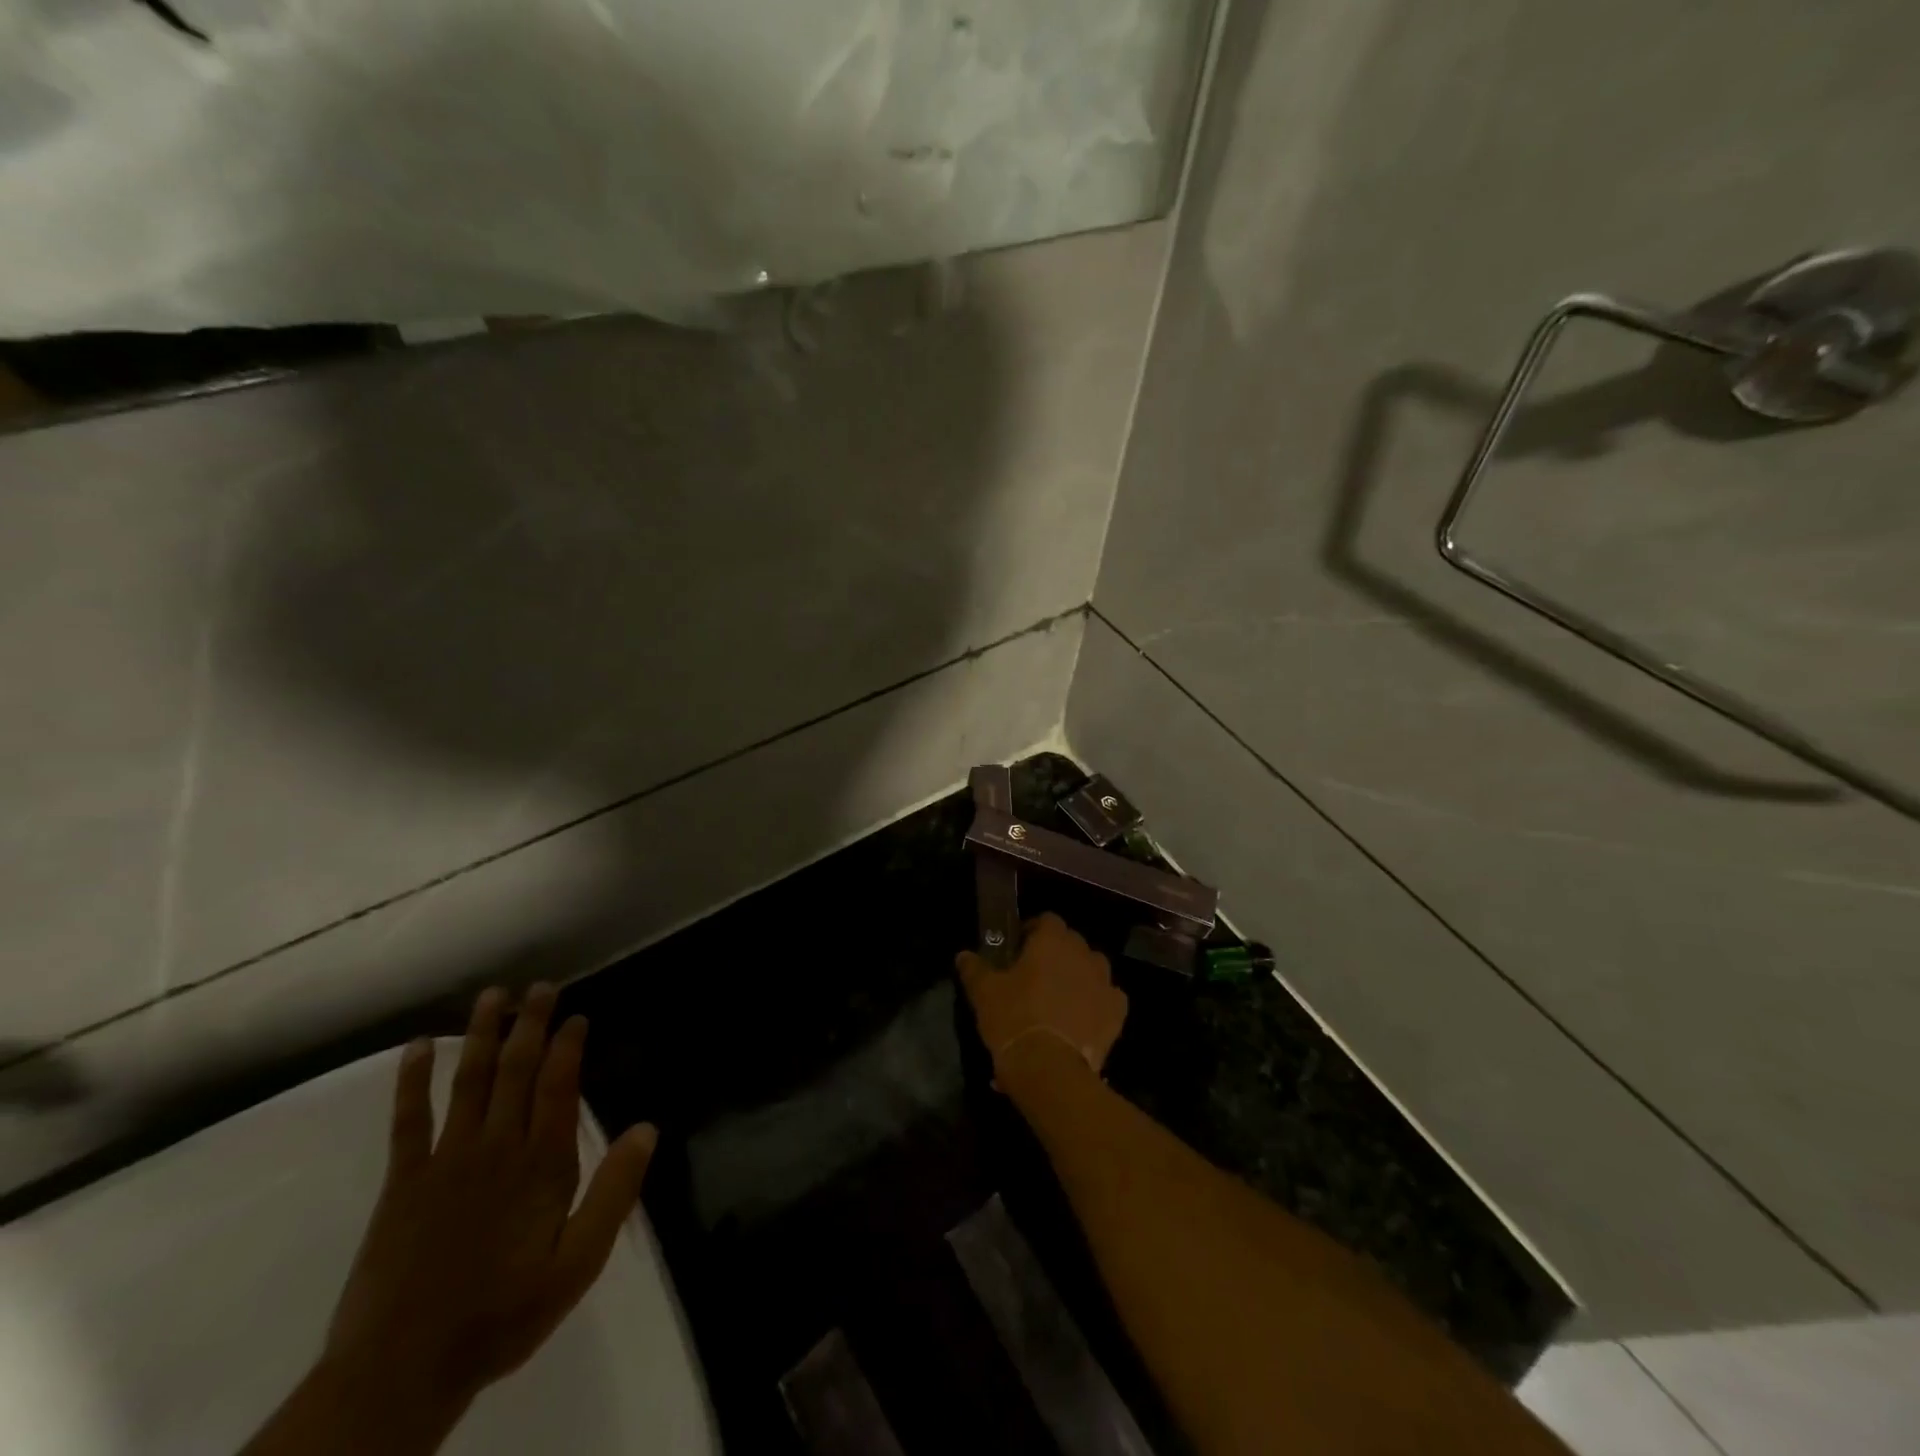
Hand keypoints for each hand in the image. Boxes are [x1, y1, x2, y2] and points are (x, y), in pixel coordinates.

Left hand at [323, 985, 657, 1424]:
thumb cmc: (503, 1313)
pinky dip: (412, 1080)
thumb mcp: (578, 1263)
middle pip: (517, 1070)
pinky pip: (408, 1120)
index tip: (577, 1016)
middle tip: (540, 987)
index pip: (559, 1085)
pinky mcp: (402, 1181)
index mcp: (542, 1164)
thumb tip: (647, 1127)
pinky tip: (416, 1047)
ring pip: (469, 1081)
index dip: (568, 1045)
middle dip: (530, 1024)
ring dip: (481, 1035)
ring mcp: (446, 1159)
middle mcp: (496, 1147)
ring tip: (492, 996)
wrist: (402, 1371)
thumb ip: (614, 1193)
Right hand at [957, 912, 1128, 1078]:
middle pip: (1071, 942)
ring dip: (1079, 975)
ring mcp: (1105, 981)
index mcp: (1052, 940)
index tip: (1019, 949)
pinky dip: (1097, 1002)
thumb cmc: (1013, 1019)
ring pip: (1092, 967)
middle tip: (1036, 975)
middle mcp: (1083, 953)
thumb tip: (963, 955)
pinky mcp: (1118, 1011)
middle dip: (1056, 953)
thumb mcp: (984, 993)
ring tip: (1061, 997)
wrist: (1050, 1068)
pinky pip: (1108, 997)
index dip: (1033, 931)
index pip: (1047, 920)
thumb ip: (974, 968)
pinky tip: (1083, 1018)